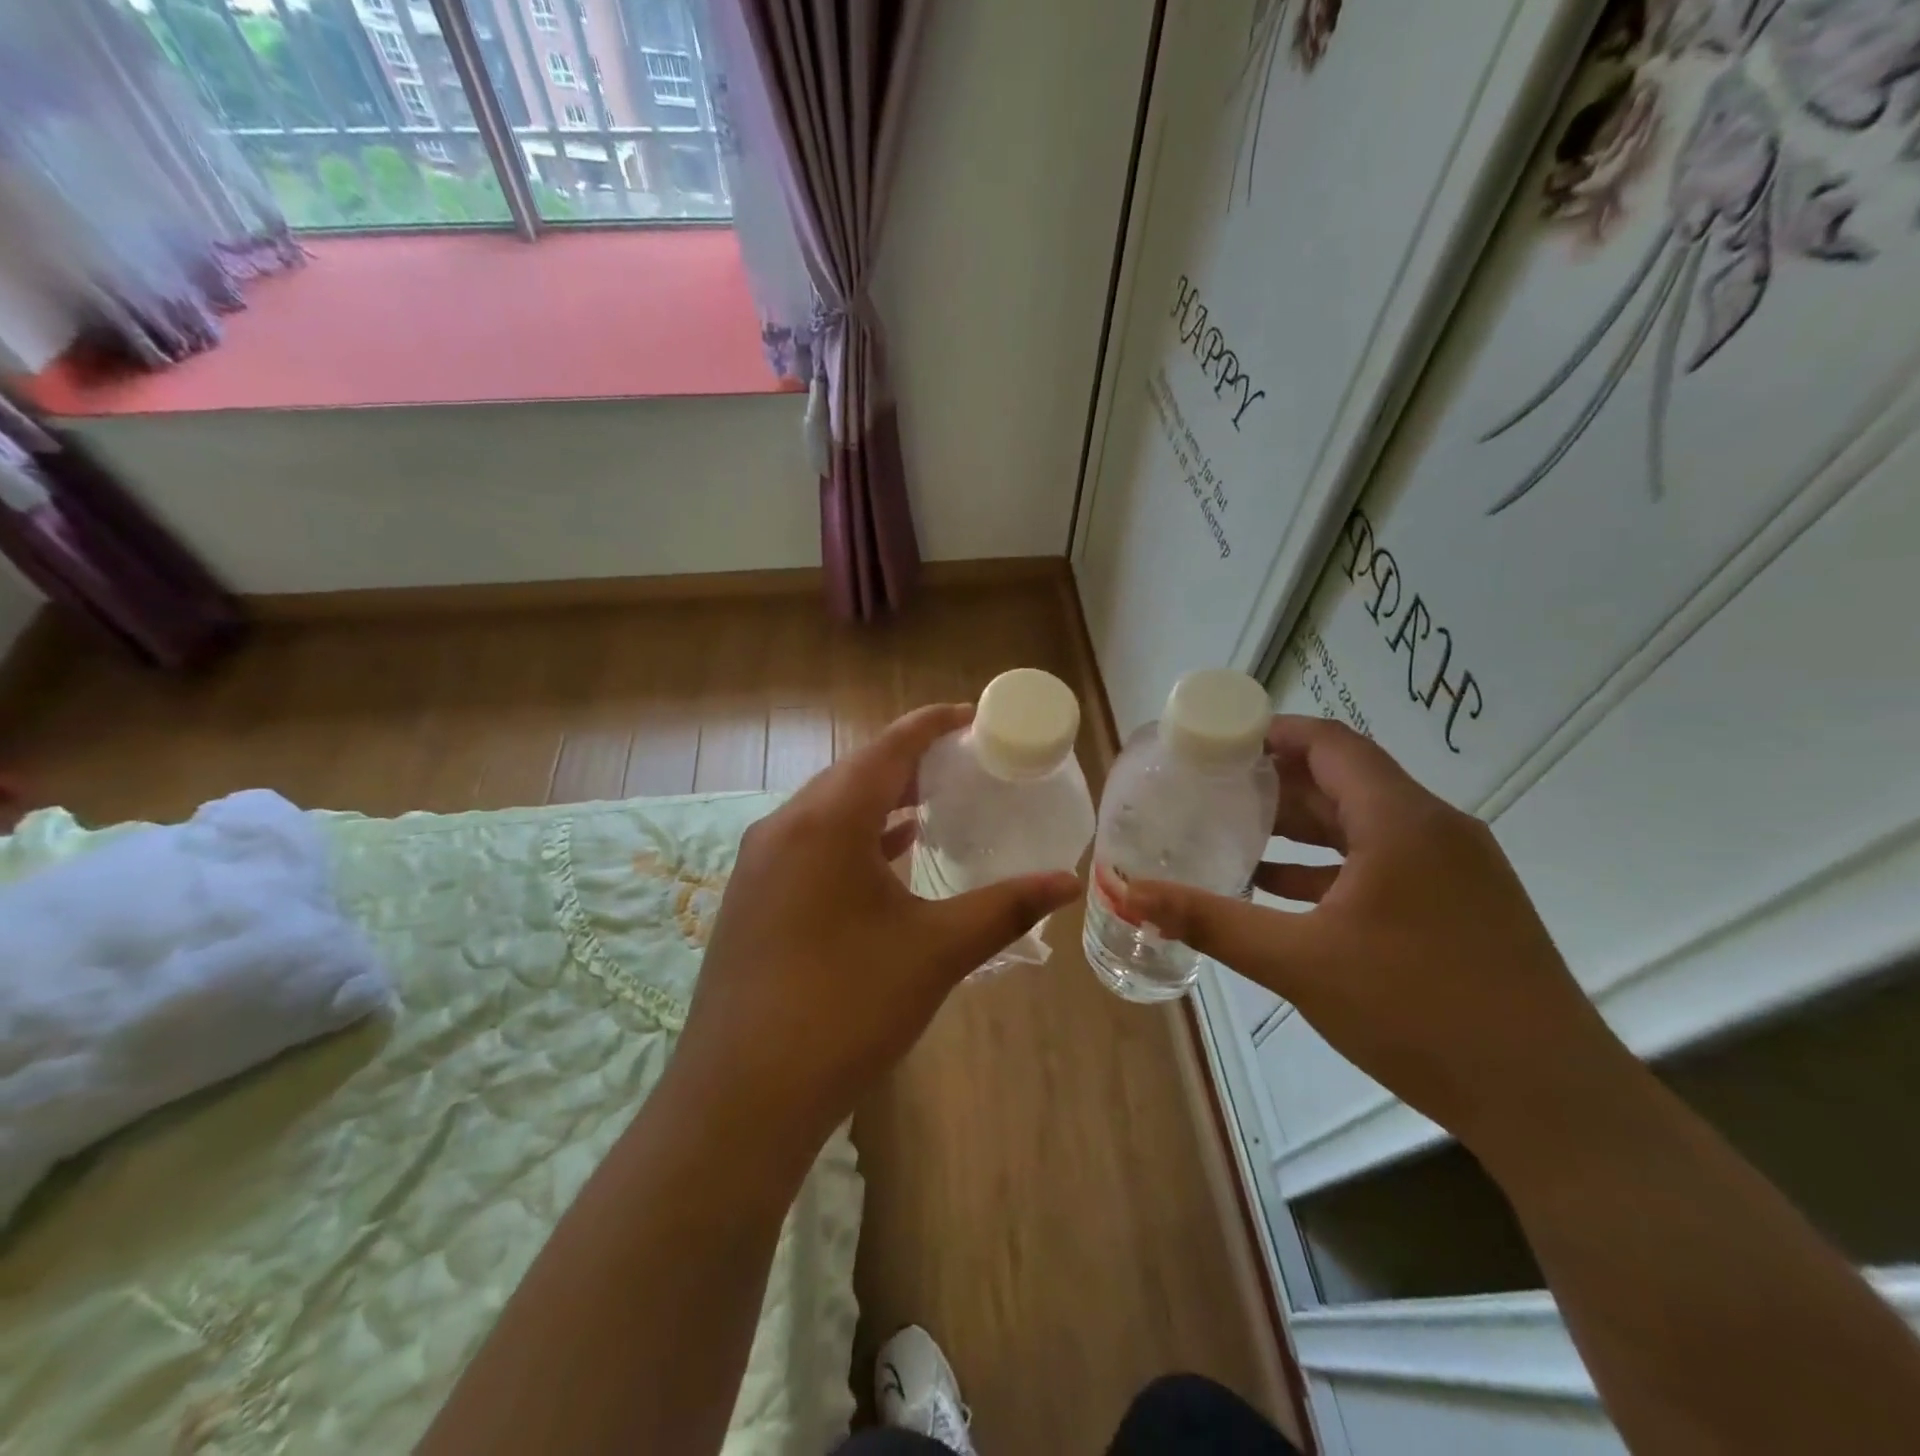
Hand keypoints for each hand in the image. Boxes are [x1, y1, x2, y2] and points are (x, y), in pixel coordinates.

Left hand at [671, 704, 1079, 1165]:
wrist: (743, 1095)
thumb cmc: (846, 1008)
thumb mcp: (935, 952)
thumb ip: (1004, 908)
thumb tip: (1067, 882)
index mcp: (826, 821)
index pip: (888, 747)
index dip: (933, 724)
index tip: (974, 716)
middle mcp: (785, 826)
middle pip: (854, 771)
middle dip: (910, 761)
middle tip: (964, 763)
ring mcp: (760, 862)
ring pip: (828, 808)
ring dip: (880, 799)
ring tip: (934, 803)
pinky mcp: (752, 896)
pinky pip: (811, 841)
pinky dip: (853, 836)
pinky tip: (887, 856)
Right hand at [1121, 717, 1634, 1161]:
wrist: (1551, 1103)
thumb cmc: (1419, 1011)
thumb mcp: (1298, 962)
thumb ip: (1209, 921)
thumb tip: (1128, 893)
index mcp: (1401, 821)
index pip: (1330, 744)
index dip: (1272, 732)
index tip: (1217, 740)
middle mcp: (1434, 829)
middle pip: (1345, 779)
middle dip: (1276, 780)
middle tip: (1211, 787)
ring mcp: (1456, 869)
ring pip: (1364, 823)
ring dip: (1302, 825)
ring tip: (1235, 831)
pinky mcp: (1462, 905)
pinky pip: (1384, 862)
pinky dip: (1330, 865)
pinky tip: (1281, 891)